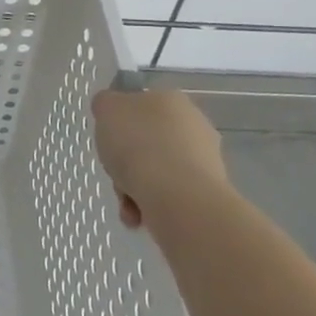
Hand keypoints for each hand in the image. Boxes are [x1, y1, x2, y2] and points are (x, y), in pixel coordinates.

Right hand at [92, 89, 227, 232]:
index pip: (141, 107)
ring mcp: (205, 160)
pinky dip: (152, 206)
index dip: (120, 125)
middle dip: (128, 163)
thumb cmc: (138, 144)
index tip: (109, 142)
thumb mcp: (106, 109)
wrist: (177, 196)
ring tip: (127, 205)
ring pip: (158, 172)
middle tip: (116, 175)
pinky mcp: (209, 193)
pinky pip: (171, 196)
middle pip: (148, 143)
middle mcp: (194, 125)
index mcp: (171, 99)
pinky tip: (140, 215)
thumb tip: (111, 108)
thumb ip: (106, 104)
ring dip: (136, 189)